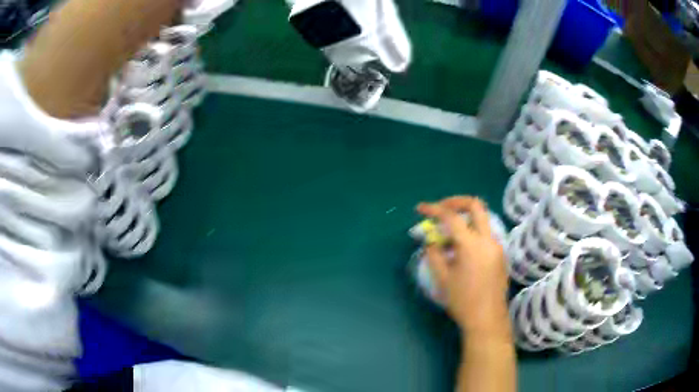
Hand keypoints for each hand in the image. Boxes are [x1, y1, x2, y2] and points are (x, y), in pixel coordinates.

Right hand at [417, 196, 509, 336]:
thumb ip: (434, 255)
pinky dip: (472, 233)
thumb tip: (431, 242)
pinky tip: (461, 250)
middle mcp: (487, 240)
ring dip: (464, 219)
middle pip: (476, 205)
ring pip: (482, 220)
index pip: (451, 217)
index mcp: (471, 245)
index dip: (433, 209)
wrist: (487, 319)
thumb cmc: (462, 301)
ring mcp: (497, 246)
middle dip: (456, 201)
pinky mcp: (500, 255)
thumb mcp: (442, 279)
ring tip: (448, 235)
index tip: (420, 209)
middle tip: (441, 208)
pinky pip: (485, 235)